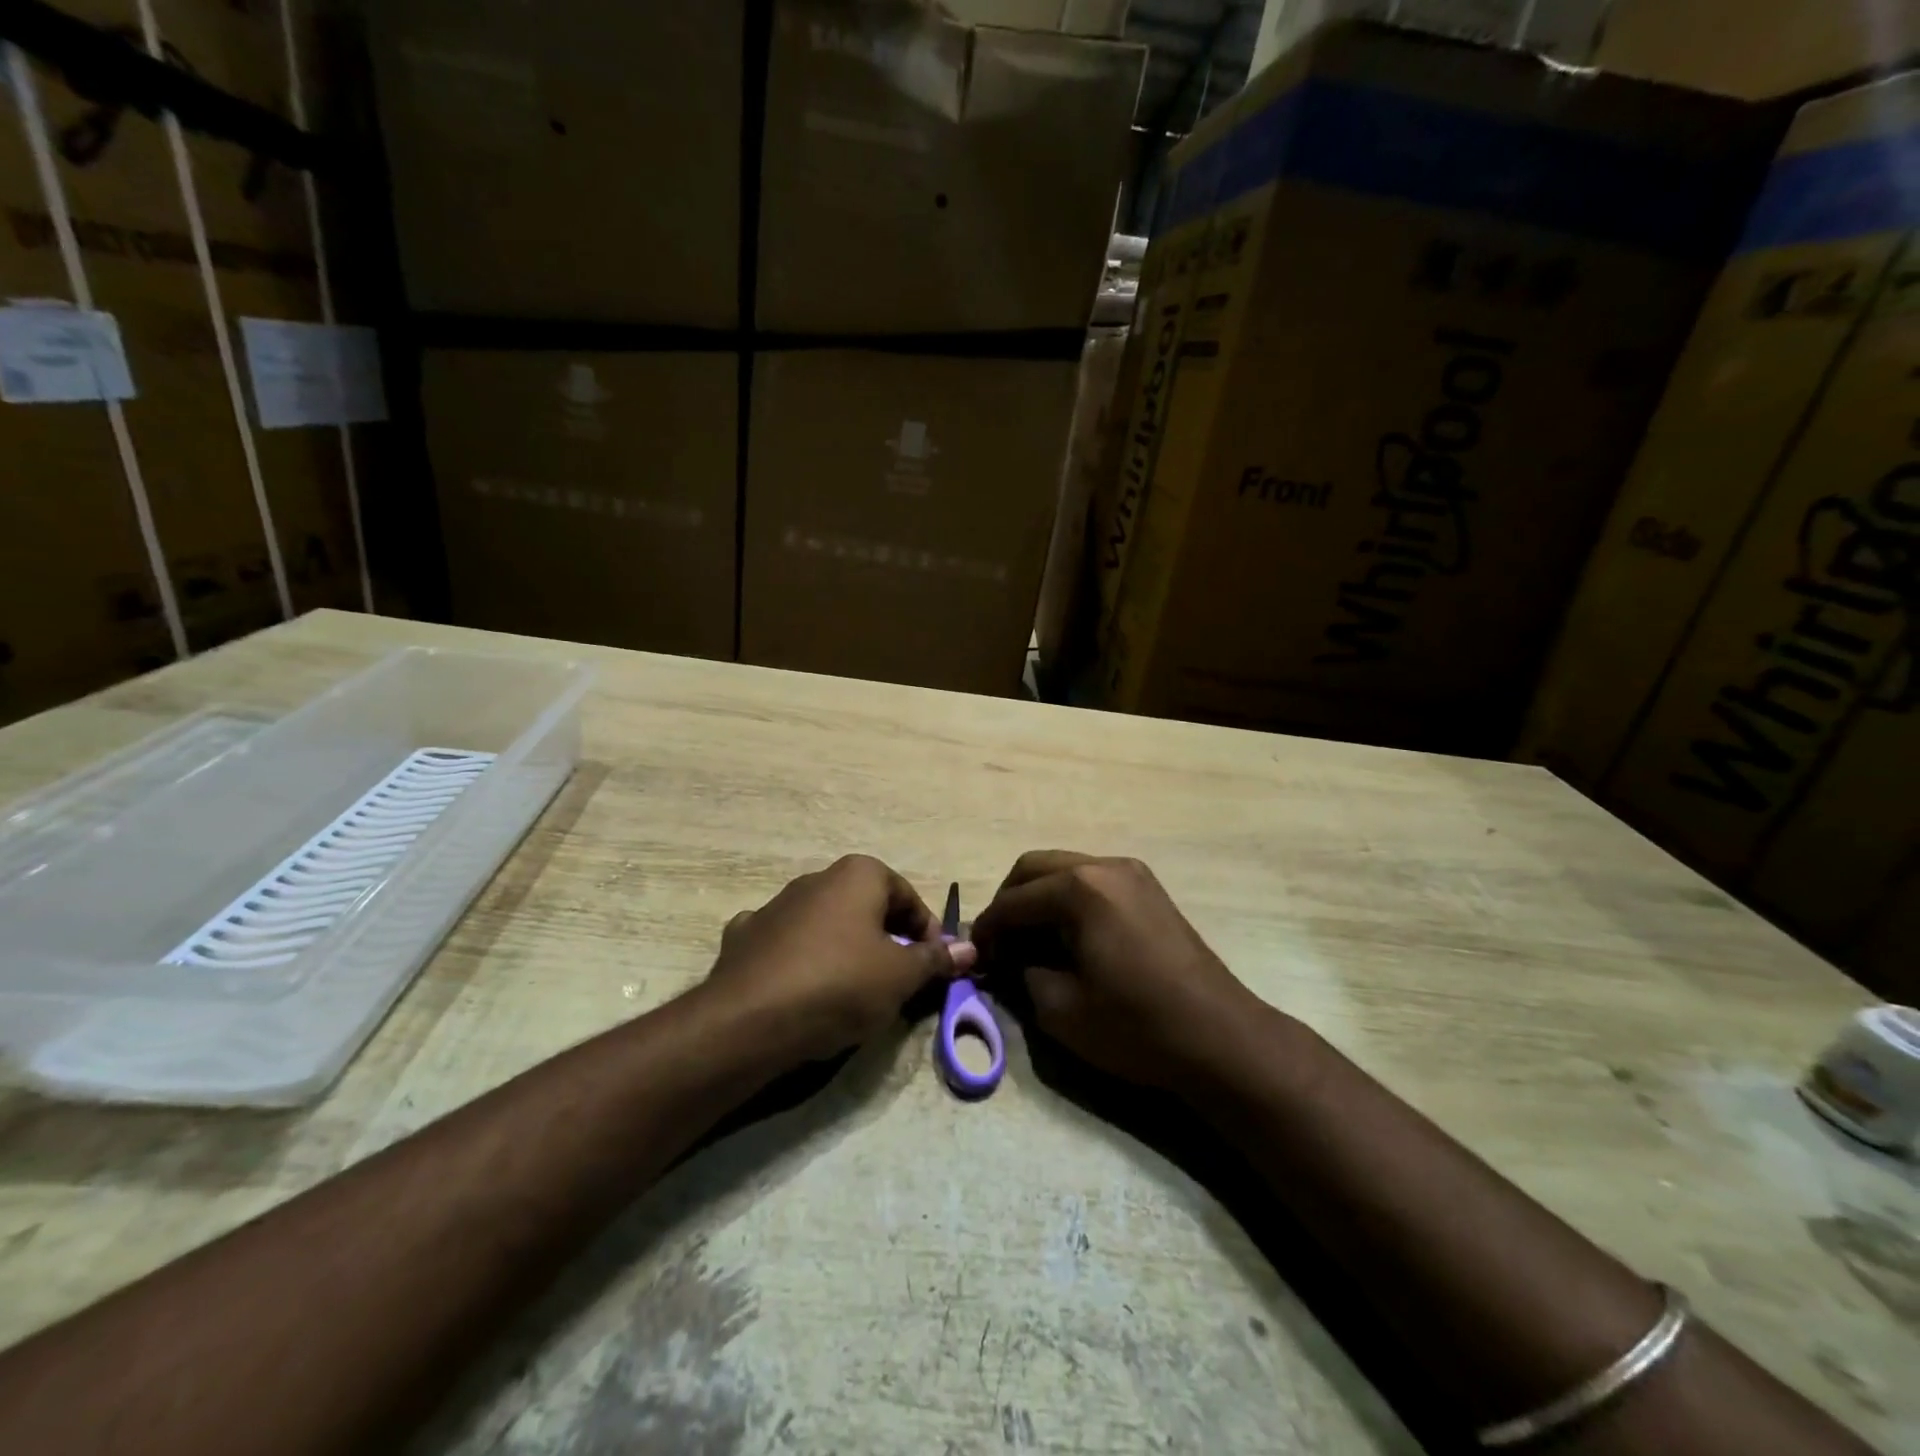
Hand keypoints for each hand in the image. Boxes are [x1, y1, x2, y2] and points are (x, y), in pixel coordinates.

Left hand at [703, 855, 976, 1065]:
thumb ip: (936, 959)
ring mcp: (775, 905)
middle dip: (886, 941)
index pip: (908, 897)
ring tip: (851, 994)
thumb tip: (970, 948)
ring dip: (844, 950)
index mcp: (858, 874)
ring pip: (825, 925)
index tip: (932, 969)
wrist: (749, 1020)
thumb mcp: (901, 976)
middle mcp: (816, 878)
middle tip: (897, 983)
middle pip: (867, 908)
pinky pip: (785, 944)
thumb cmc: (840, 984)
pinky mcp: (745, 936)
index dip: (927, 933)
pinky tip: (800, 988)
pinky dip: (799, 959)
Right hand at [970, 851, 1262, 1090]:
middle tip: (998, 943)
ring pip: (1065, 869)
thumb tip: (1008, 959)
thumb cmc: (1135, 1025)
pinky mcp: (1150, 889)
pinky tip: (1067, 936)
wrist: (1220, 1038)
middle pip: (1035, 867)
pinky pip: (1093, 881)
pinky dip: (1068, 900)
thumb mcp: (1060, 1008)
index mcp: (1080, 888)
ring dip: (1039, 897)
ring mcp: (1132, 873)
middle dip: (1009, 901)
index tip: (974, 956)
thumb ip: (1021, 973)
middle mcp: (1104, 866)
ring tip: (1030, 941)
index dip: (988, 929)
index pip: (1013, 900)